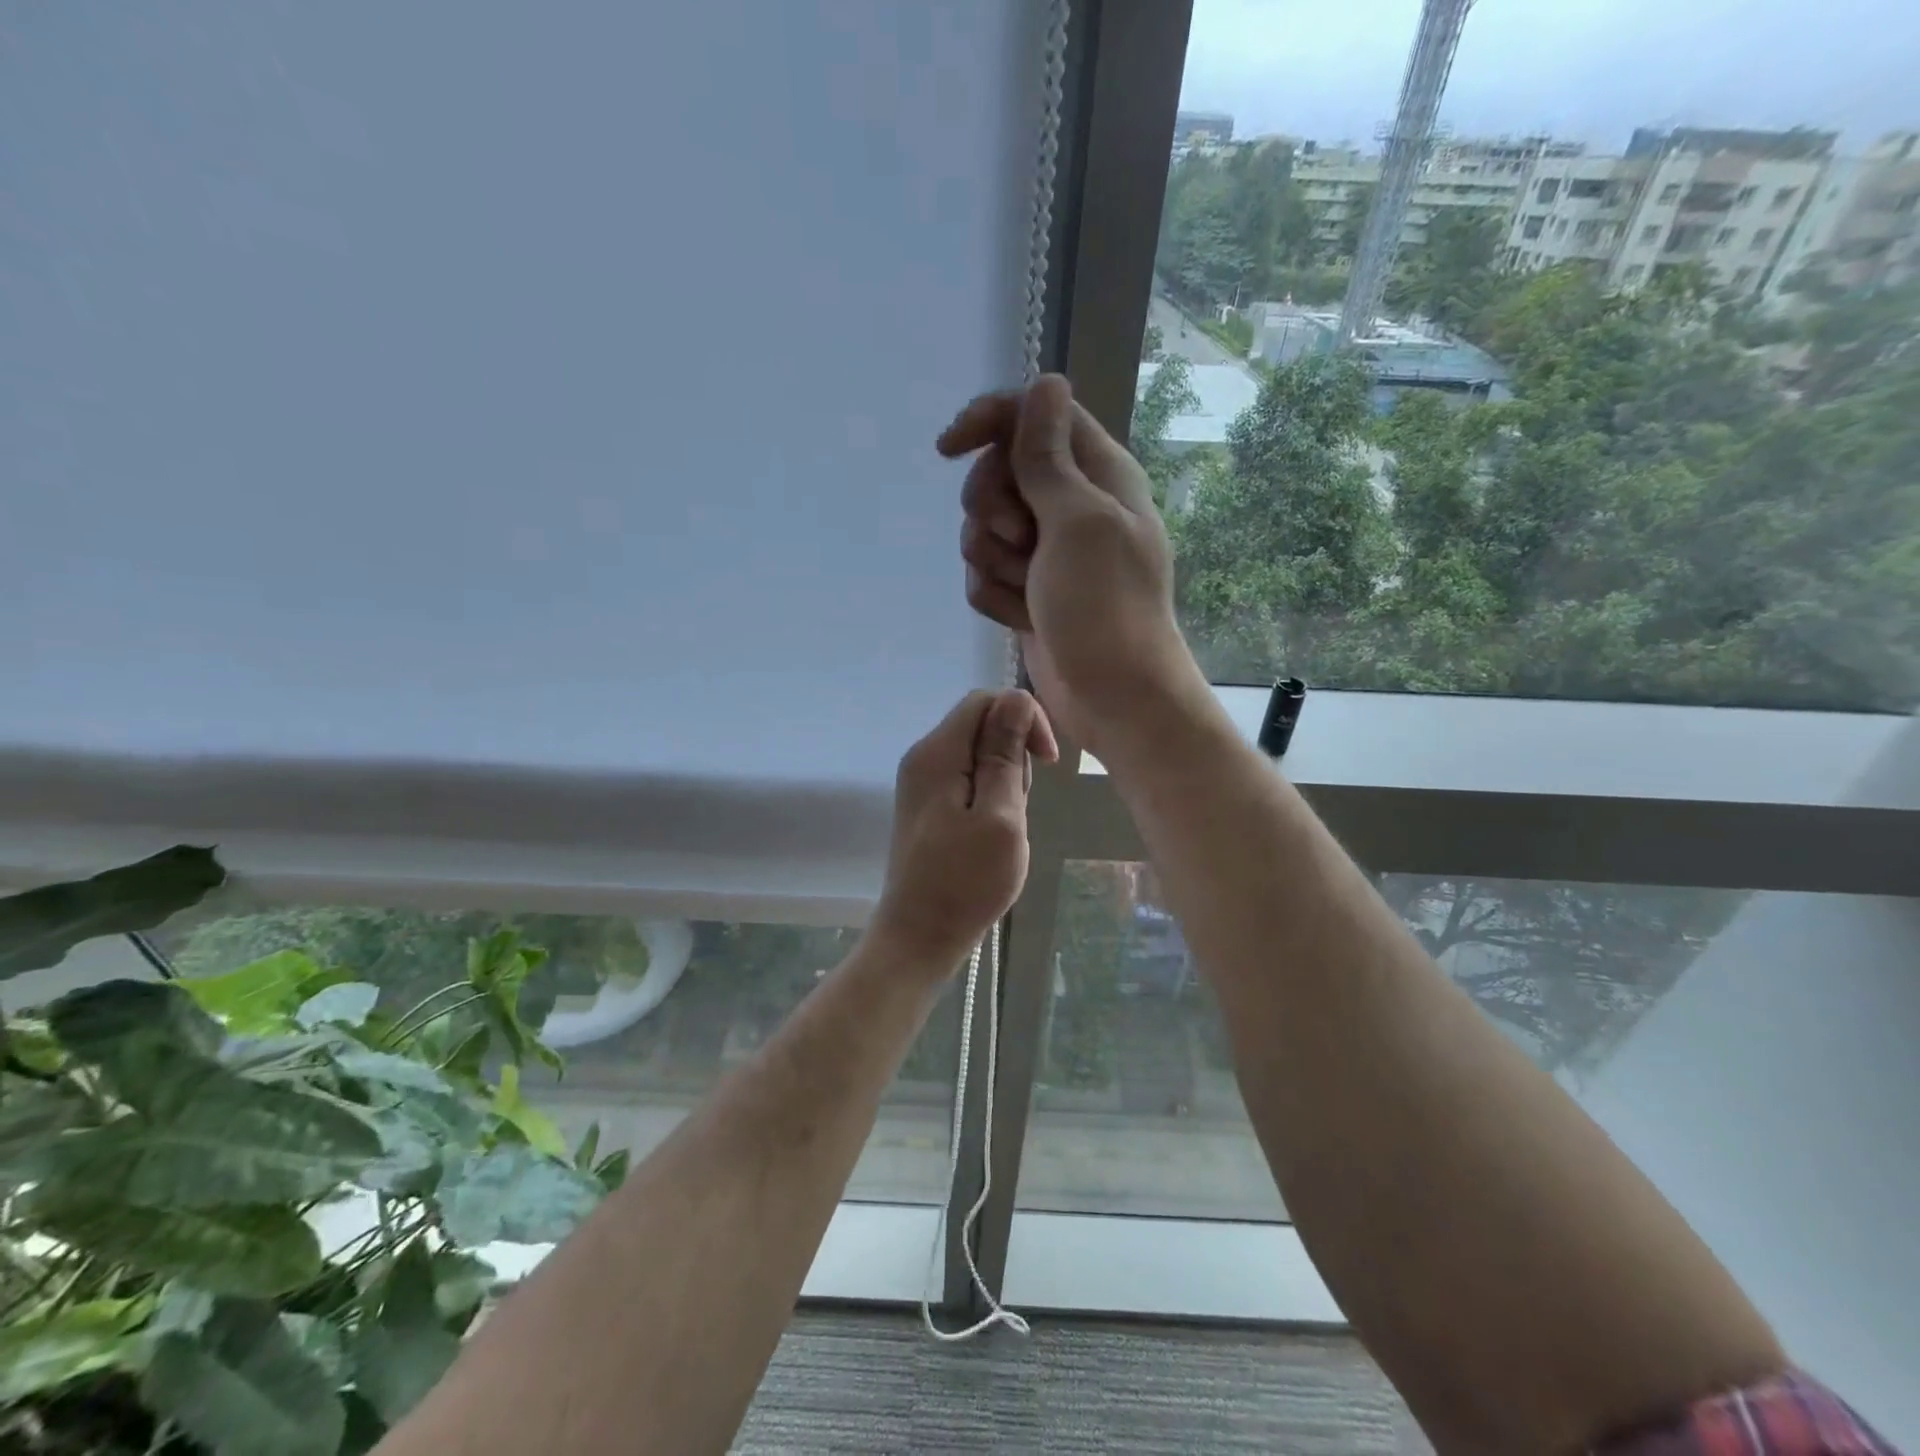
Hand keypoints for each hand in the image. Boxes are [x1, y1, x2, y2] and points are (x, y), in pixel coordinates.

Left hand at [867, 690, 1057, 973]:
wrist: (919, 936)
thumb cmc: (965, 882)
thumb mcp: (1000, 816)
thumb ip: (1005, 754)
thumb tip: (1015, 697)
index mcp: (937, 753)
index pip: (985, 700)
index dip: (1023, 718)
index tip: (1048, 761)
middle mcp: (924, 757)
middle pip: (981, 724)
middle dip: (1014, 753)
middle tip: (1020, 806)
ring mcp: (922, 782)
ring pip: (978, 753)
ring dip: (1005, 778)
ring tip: (1007, 825)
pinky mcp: (928, 805)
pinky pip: (967, 778)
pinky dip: (990, 795)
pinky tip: (993, 831)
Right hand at [938, 375, 1207, 756]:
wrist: (1114, 698)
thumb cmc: (1106, 608)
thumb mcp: (1077, 522)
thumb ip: (1049, 457)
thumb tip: (1045, 381)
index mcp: (1097, 473)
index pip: (1033, 414)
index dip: (988, 421)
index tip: (949, 448)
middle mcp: (1069, 505)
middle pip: (996, 471)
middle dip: (992, 508)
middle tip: (1019, 540)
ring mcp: (1046, 552)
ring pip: (982, 529)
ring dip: (993, 561)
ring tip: (1026, 590)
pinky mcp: (1026, 591)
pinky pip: (984, 575)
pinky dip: (995, 597)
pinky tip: (1021, 619)